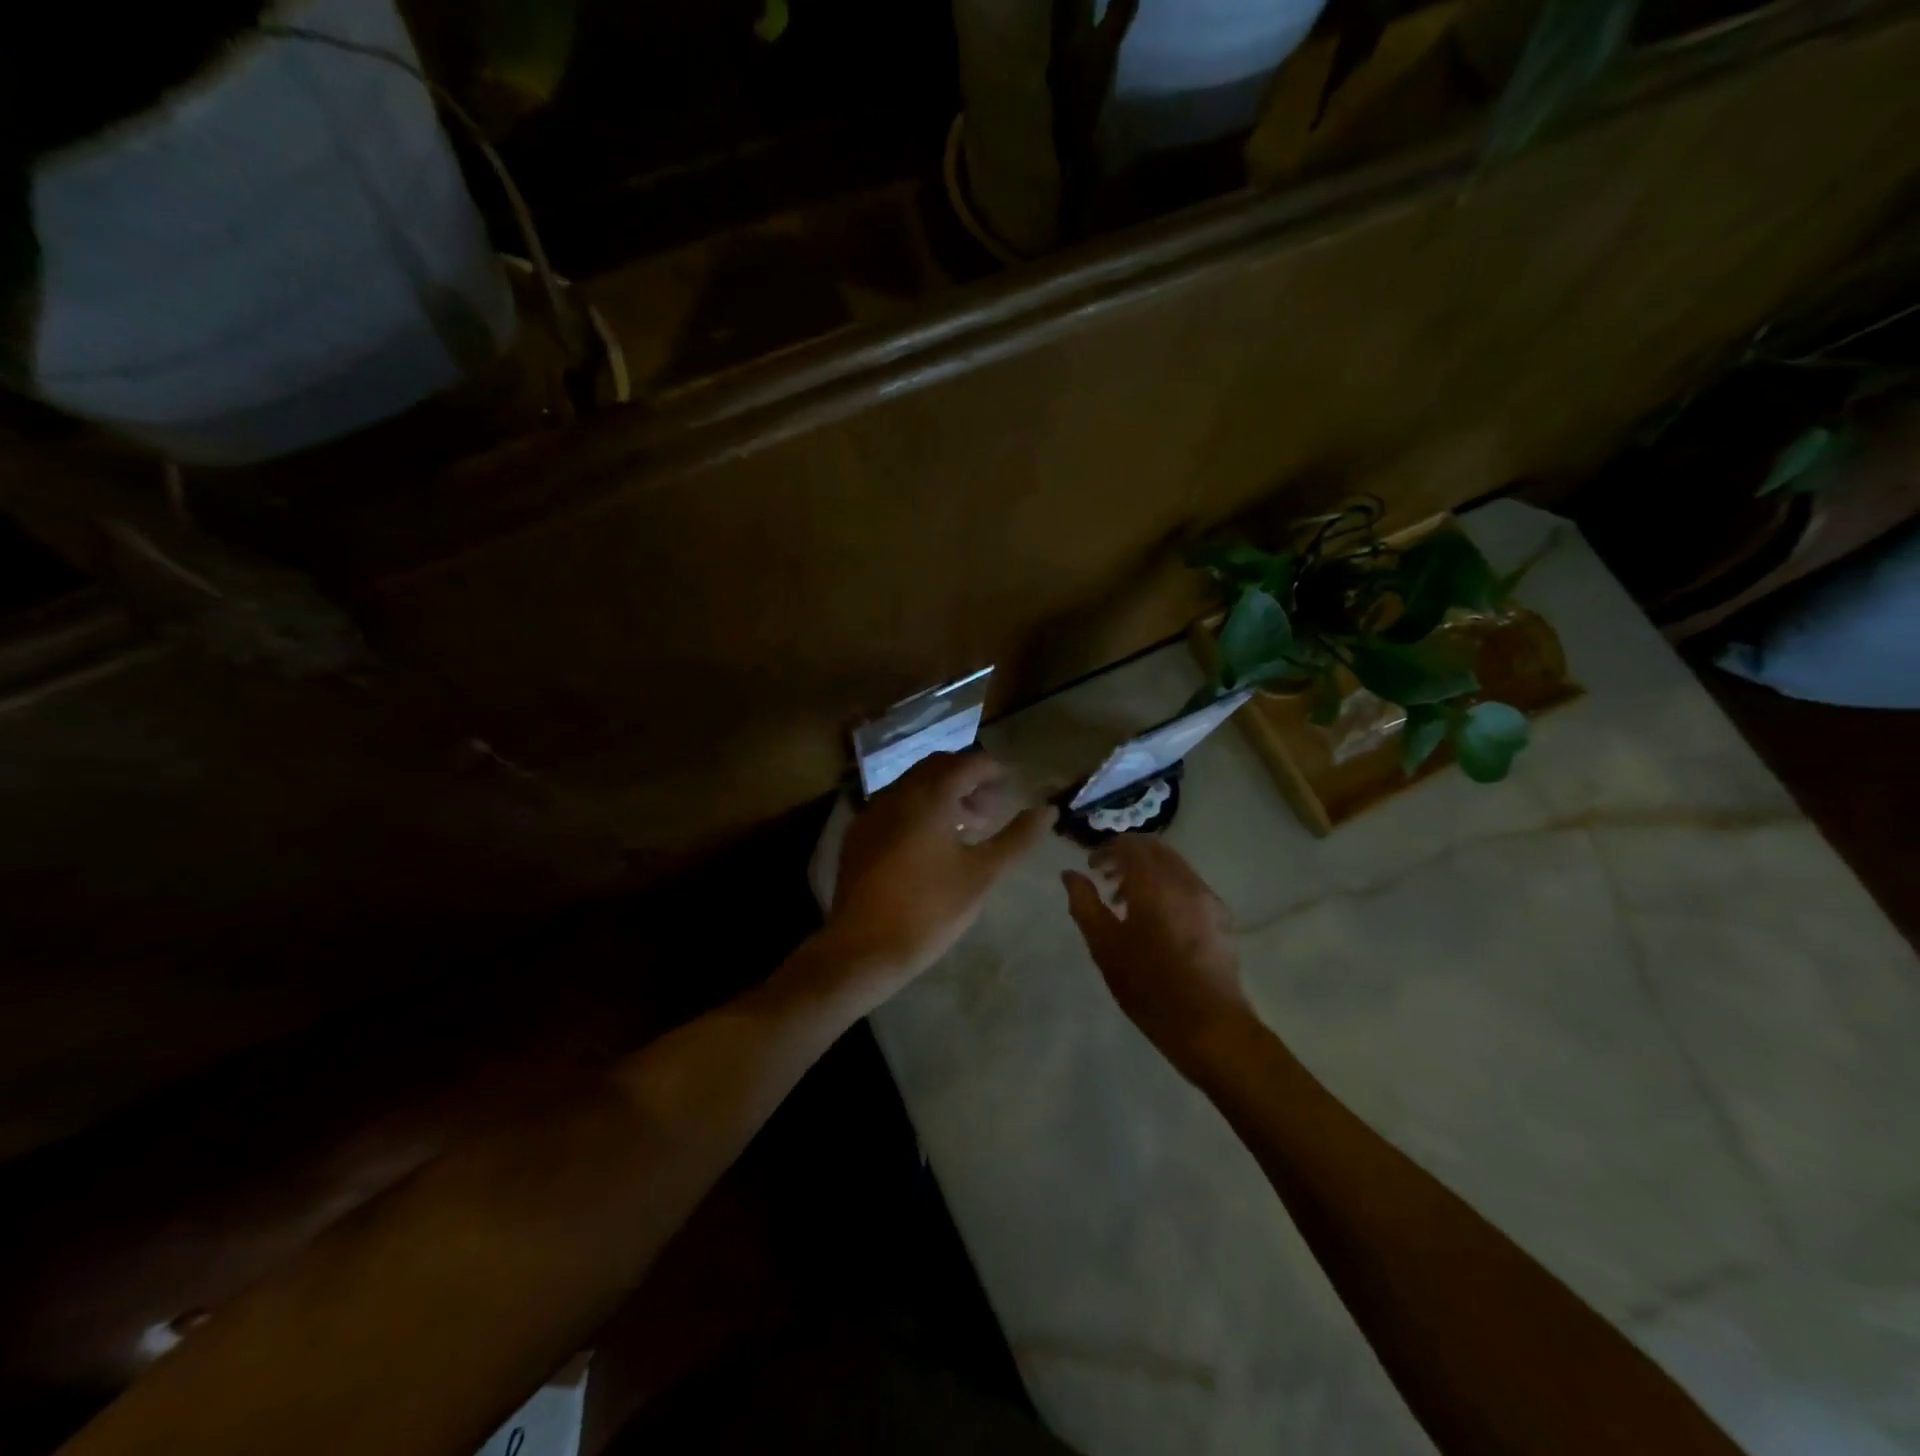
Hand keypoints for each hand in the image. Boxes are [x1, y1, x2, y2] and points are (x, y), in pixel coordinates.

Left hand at [829, 752, 1054, 986]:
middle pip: (938, 767)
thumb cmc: (930, 909)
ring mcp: (873, 812)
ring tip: (969, 826)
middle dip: (969, 779)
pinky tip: (932, 843)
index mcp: (929, 797)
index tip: (1013, 785)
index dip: (994, 770)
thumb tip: (1047, 810)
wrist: (864, 948)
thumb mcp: (983, 874)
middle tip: (992, 807)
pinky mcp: (859, 834)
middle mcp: (898, 793)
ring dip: (944, 794)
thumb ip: (1017, 838)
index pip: (968, 763)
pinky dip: (919, 809)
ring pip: (914, 785)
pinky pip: (895, 805)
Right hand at [1063, 834, 1255, 1074]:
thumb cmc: (1148, 985)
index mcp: (1154, 883)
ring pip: (1174, 866)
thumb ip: (1084, 903)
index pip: (1129, 844)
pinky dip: (1168, 887)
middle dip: (1128, 856)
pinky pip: (1189, 885)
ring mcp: (1207, 897)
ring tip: (1127, 902)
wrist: (1209, 1025)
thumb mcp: (1104, 945)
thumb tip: (1069, 874)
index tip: (1090, 867)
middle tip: (1106, 878)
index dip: (1106, 849)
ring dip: (1148, 872)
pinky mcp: (1221, 916)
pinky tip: (1157, 920)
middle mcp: (1184, 881)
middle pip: (1155, 849)